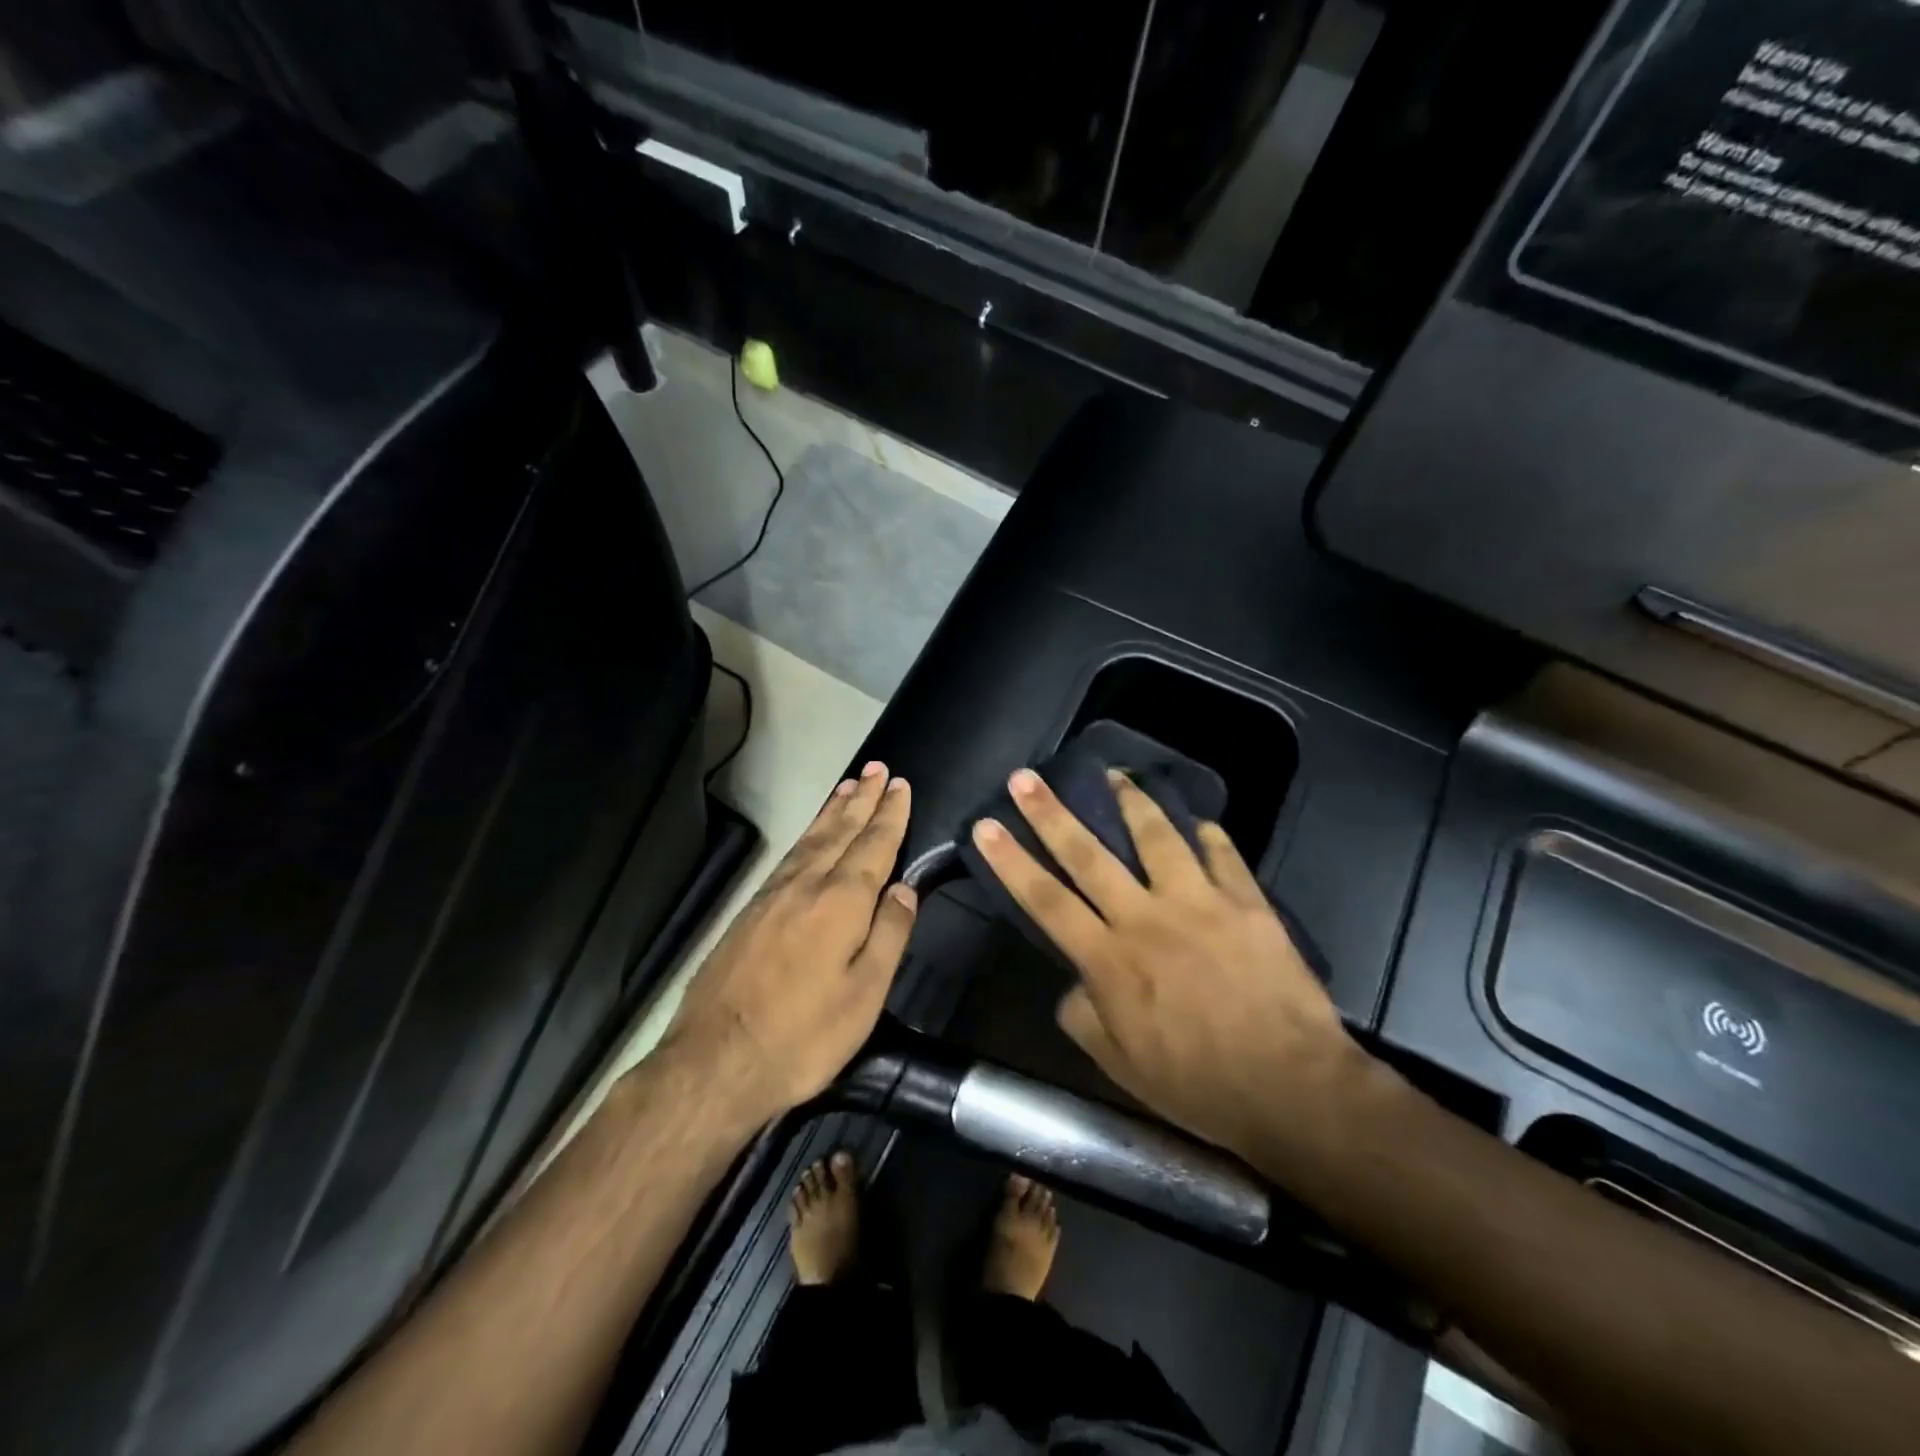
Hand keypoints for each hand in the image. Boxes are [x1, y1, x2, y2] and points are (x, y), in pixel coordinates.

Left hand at [667, 762, 916, 1125]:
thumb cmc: (803, 1035)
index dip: (890, 815)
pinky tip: (810, 837)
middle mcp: (806, 885)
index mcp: (841, 902)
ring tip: (849, 787)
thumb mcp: (864, 995)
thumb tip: (906, 888)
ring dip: (833, 810)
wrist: (715, 1061)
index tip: (900, 784)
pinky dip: (807, 835)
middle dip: (862, 799)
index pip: (874, 846)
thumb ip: (890, 934)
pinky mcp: (749, 911)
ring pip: (810, 839)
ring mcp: (772, 896)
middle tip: (877, 769)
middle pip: (840, 831)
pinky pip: (789, 856)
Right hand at [970, 768, 1379, 1174]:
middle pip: (1088, 855)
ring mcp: (1199, 903)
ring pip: (1157, 836)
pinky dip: (1208, 835)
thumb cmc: (1198, 1083)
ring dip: (1130, 801)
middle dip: (1050, 813)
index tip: (986, 825)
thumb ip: (1083, 1017)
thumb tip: (1072, 983)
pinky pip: (1222, 855)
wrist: (1291, 1087)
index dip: (1011, 861)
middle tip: (1025, 777)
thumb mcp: (1120, 1066)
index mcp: (1110, 959)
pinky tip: (1198, 821)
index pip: (1046, 900)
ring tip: (1114, 775)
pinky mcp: (1246, 902)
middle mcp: (1146, 918)